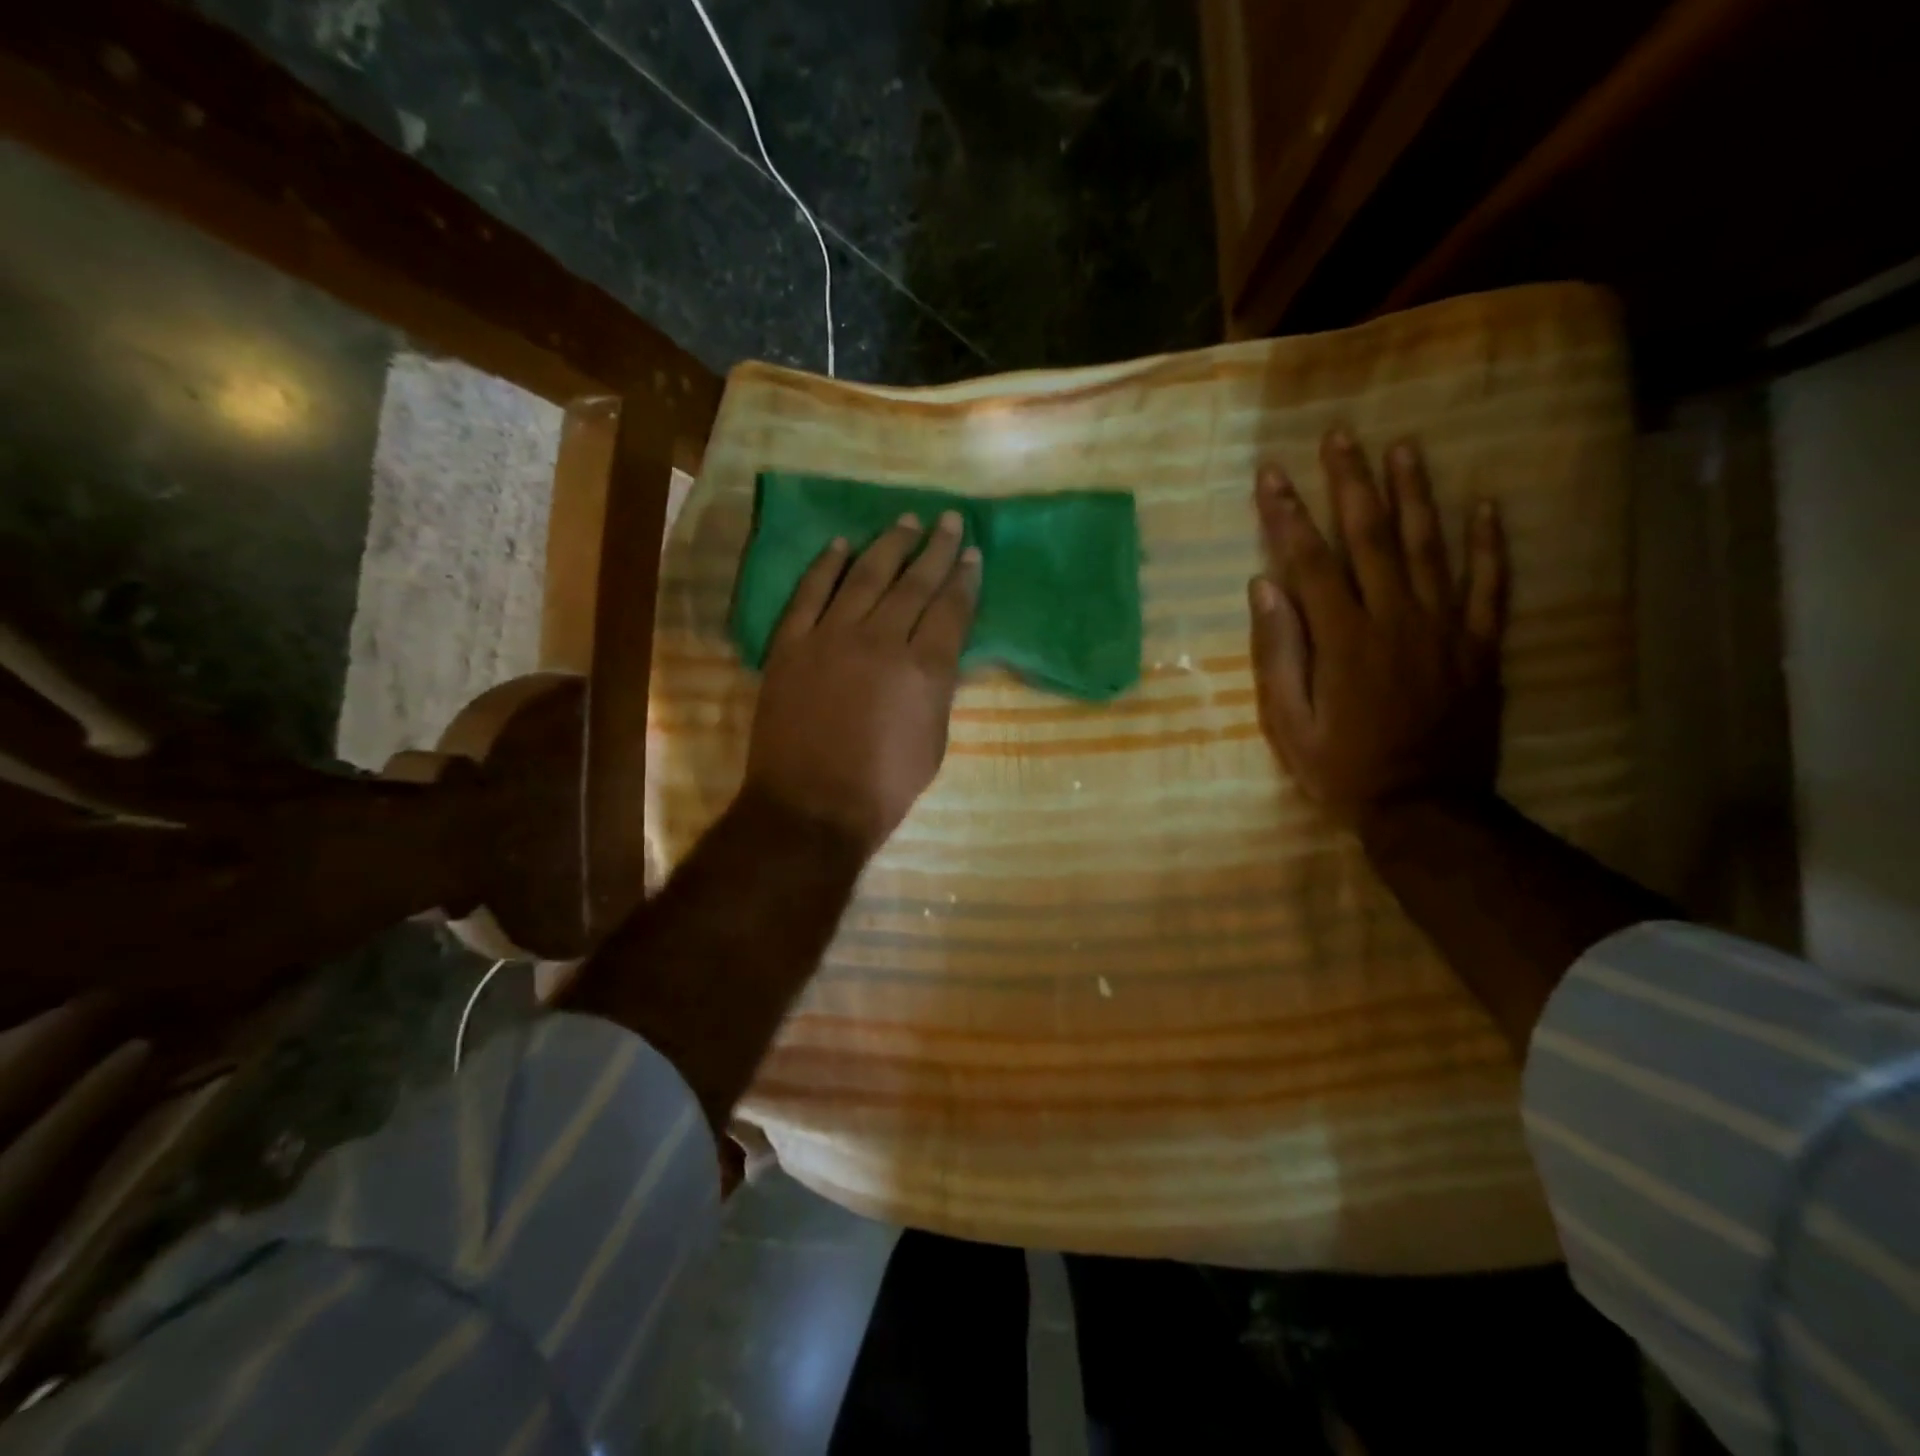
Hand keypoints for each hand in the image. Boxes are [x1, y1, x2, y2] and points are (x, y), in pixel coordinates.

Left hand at [744, 510, 980, 854]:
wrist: (811, 807)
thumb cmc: (883, 787)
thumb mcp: (934, 742)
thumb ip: (938, 689)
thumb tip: (939, 653)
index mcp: (924, 669)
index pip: (951, 609)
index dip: (965, 578)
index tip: (972, 552)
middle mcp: (881, 641)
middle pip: (914, 582)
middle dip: (935, 548)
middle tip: (949, 519)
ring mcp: (831, 637)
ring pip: (865, 576)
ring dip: (888, 544)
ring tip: (905, 520)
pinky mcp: (792, 645)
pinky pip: (810, 593)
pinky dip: (825, 566)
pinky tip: (840, 544)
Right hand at [1248, 428, 1507, 828]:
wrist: (1425, 807)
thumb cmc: (1342, 769)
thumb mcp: (1288, 723)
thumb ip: (1278, 653)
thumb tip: (1263, 587)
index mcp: (1343, 638)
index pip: (1310, 560)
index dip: (1287, 515)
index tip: (1270, 476)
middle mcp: (1396, 618)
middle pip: (1371, 537)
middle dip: (1351, 483)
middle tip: (1340, 437)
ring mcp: (1445, 629)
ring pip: (1431, 546)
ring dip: (1414, 494)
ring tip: (1403, 449)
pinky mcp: (1480, 646)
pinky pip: (1490, 586)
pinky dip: (1489, 544)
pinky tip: (1487, 506)